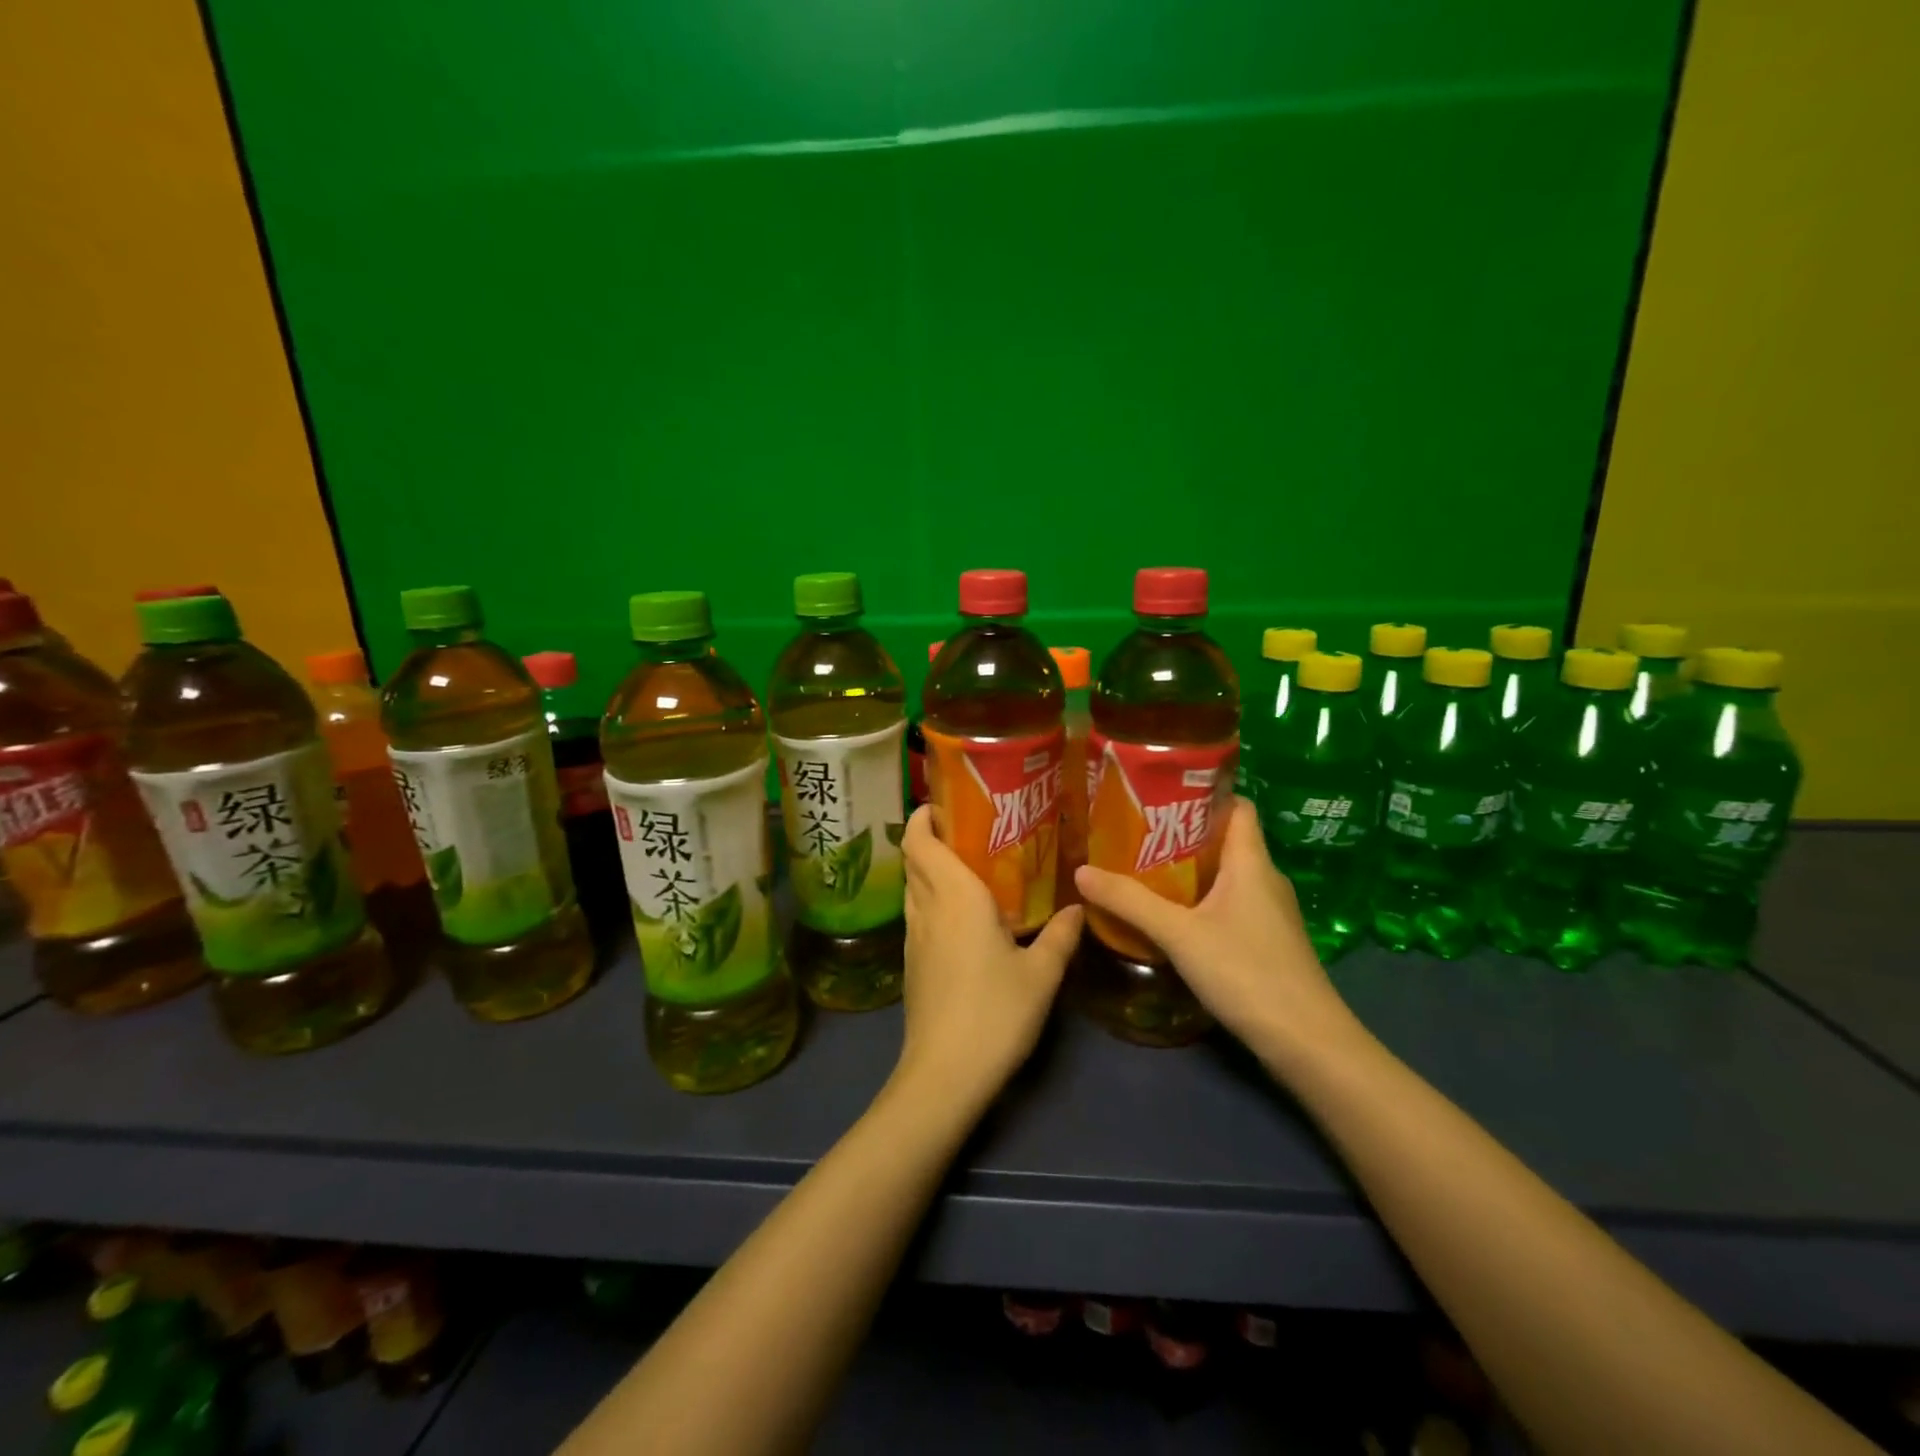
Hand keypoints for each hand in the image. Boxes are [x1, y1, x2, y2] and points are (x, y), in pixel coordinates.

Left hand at [895, 806, 1082, 1109]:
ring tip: (969, 864)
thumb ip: (1060, 936)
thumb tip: (1077, 908)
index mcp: (955, 897)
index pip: (920, 841)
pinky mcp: (912, 964)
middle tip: (970, 828)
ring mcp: (914, 938)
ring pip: (913, 886)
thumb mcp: (1041, 974)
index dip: (923, 816)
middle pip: (914, 858)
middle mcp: (927, 908)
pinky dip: (932, 898)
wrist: (945, 1074)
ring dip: (930, 867)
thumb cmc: (995, 1013)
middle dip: (930, 836)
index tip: (947, 802)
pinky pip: (919, 913)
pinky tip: (964, 914)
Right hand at [1073, 798, 1359, 1072]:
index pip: (1237, 806)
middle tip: (1135, 831)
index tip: (1161, 793)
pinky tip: (1169, 914)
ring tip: (1141, 867)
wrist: (1306, 1042)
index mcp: (1252, 862)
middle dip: (1182, 833)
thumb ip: (1130, 902)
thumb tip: (1081, 871)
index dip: (1204, 793)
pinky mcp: (1266, 940)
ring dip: (1188, 869)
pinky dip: (1199, 899)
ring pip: (1225, 874)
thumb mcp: (1179, 934)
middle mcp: (1265, 878)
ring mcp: (1269, 912)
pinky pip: (1228, 903)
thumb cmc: (1247, 972)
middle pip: (1224, 839)